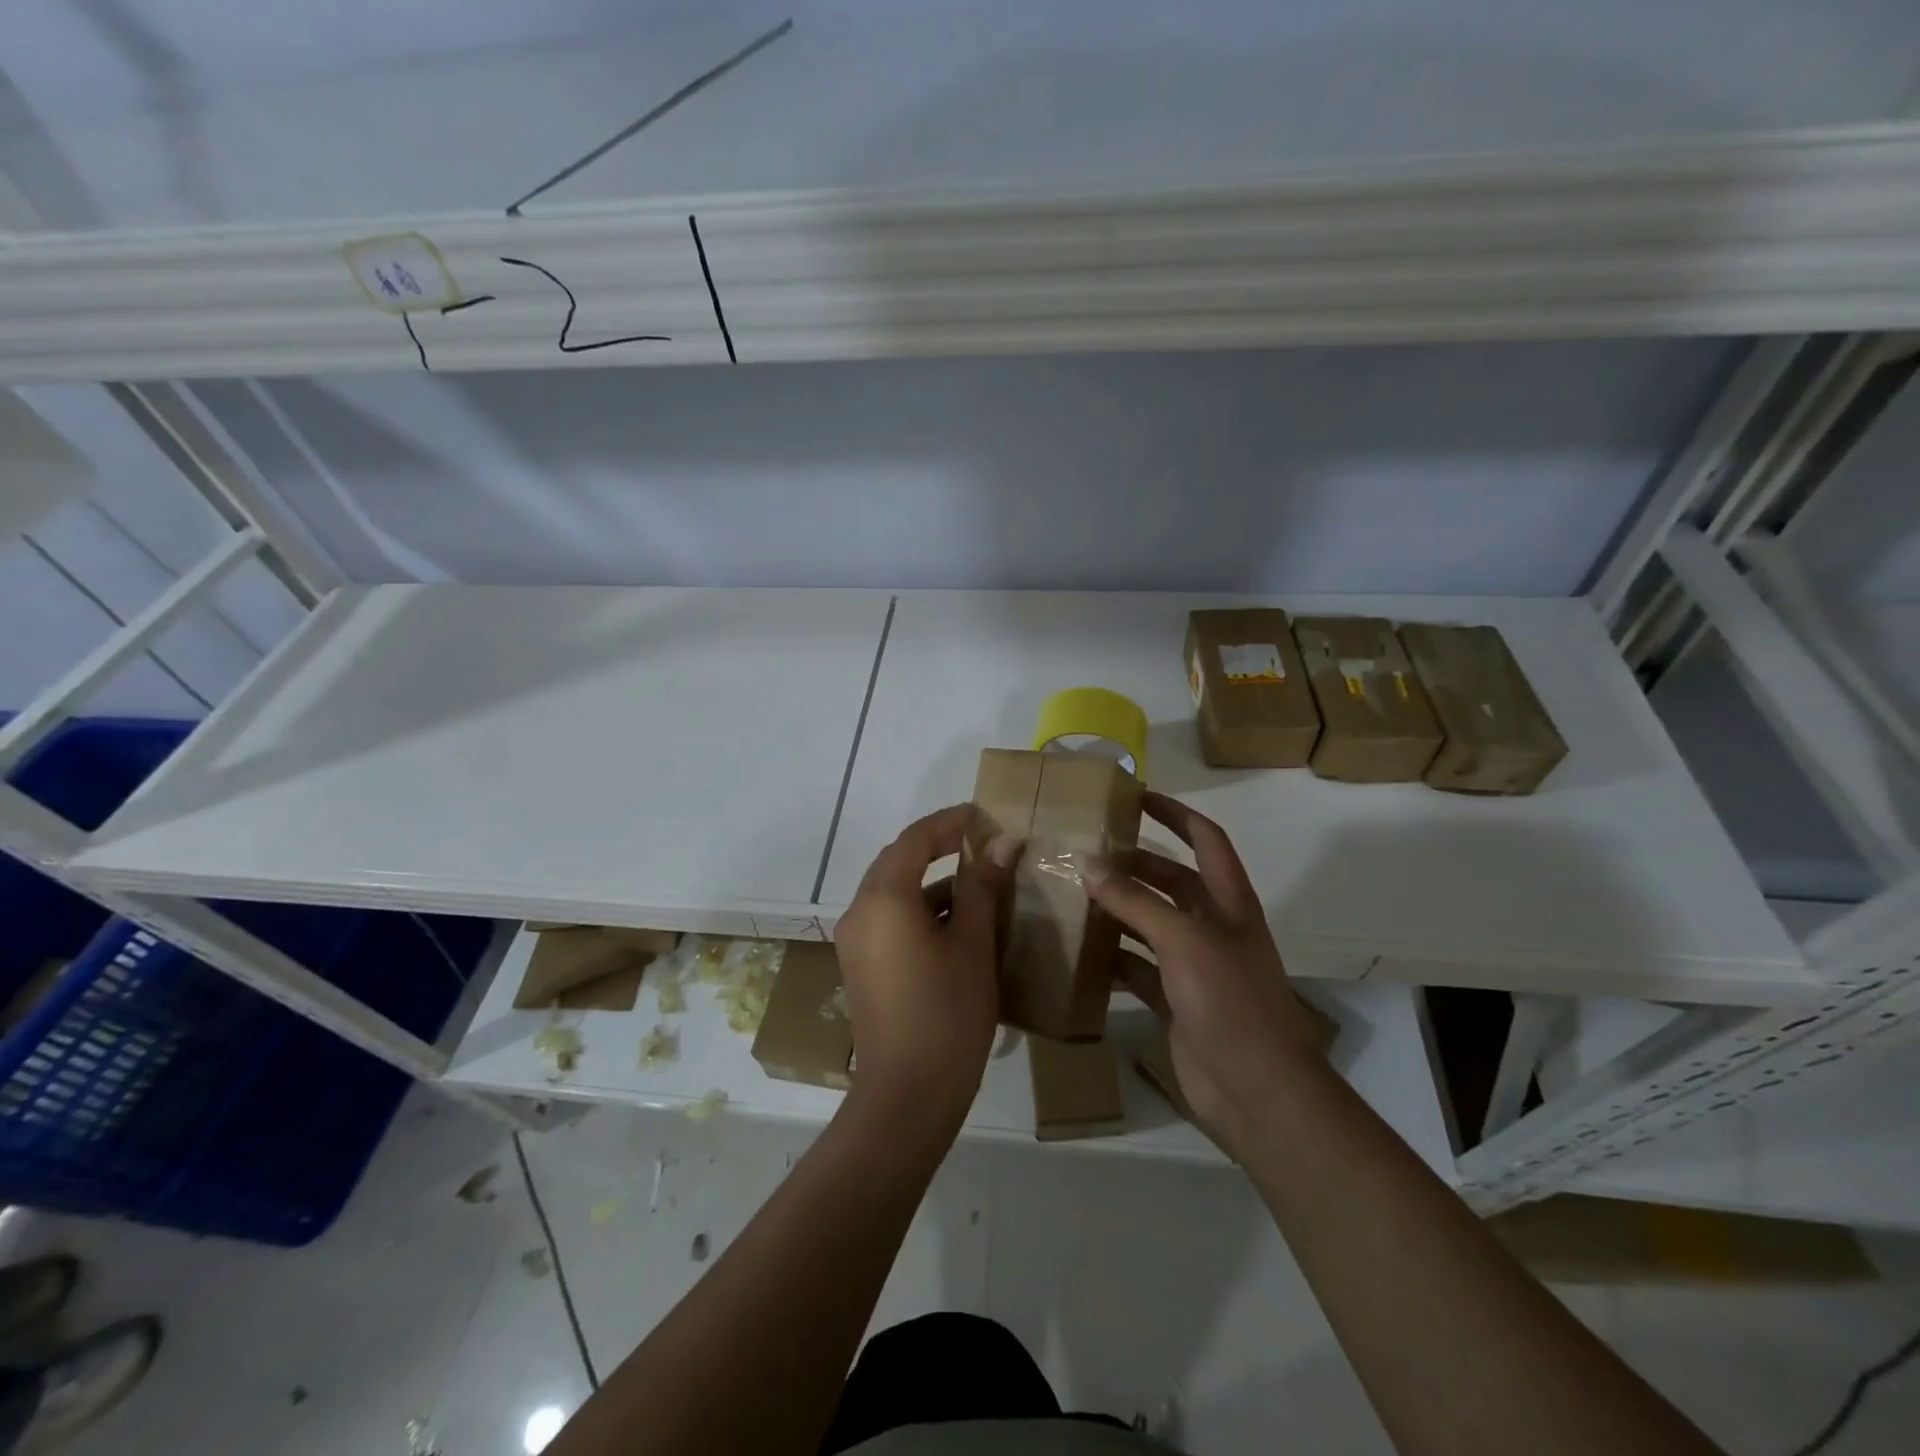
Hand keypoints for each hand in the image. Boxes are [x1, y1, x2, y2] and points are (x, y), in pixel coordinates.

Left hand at [833, 805, 1018, 1125]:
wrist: (907, 1095)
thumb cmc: (947, 1013)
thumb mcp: (973, 945)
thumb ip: (983, 886)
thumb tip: (1003, 842)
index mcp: (883, 898)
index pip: (915, 839)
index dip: (950, 822)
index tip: (985, 816)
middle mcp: (860, 911)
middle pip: (899, 861)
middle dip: (940, 848)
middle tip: (984, 844)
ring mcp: (855, 940)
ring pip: (895, 892)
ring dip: (934, 883)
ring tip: (982, 885)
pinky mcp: (860, 965)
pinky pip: (890, 919)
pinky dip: (921, 911)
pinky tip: (959, 925)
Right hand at [1087, 790, 1328, 1151]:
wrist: (1256, 1089)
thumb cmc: (1229, 1001)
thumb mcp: (1183, 940)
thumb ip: (1136, 902)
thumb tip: (1090, 866)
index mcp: (1228, 902)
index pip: (1206, 839)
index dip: (1176, 813)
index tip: (1137, 796)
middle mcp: (1213, 927)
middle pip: (1172, 881)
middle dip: (1135, 864)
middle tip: (1087, 853)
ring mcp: (1195, 966)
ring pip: (1151, 924)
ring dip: (1119, 910)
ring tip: (1074, 896)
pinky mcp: (1176, 1000)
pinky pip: (1138, 968)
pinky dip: (1113, 960)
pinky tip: (1081, 954)